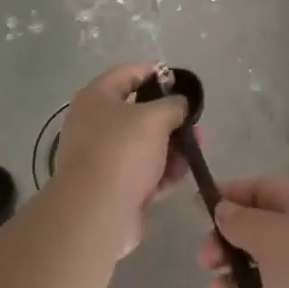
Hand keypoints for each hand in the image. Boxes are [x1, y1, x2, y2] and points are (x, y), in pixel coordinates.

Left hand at [50, 62, 187, 257]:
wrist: (96, 215)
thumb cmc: (123, 152)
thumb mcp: (156, 118)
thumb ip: (174, 104)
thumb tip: (179, 104)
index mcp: (97, 97)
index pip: (129, 73)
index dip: (157, 72)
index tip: (182, 82)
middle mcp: (93, 123)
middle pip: (138, 111)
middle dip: (170, 118)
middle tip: (195, 124)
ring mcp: (100, 156)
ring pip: (142, 143)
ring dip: (170, 146)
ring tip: (196, 150)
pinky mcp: (109, 186)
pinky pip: (139, 170)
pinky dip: (160, 170)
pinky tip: (182, 173)